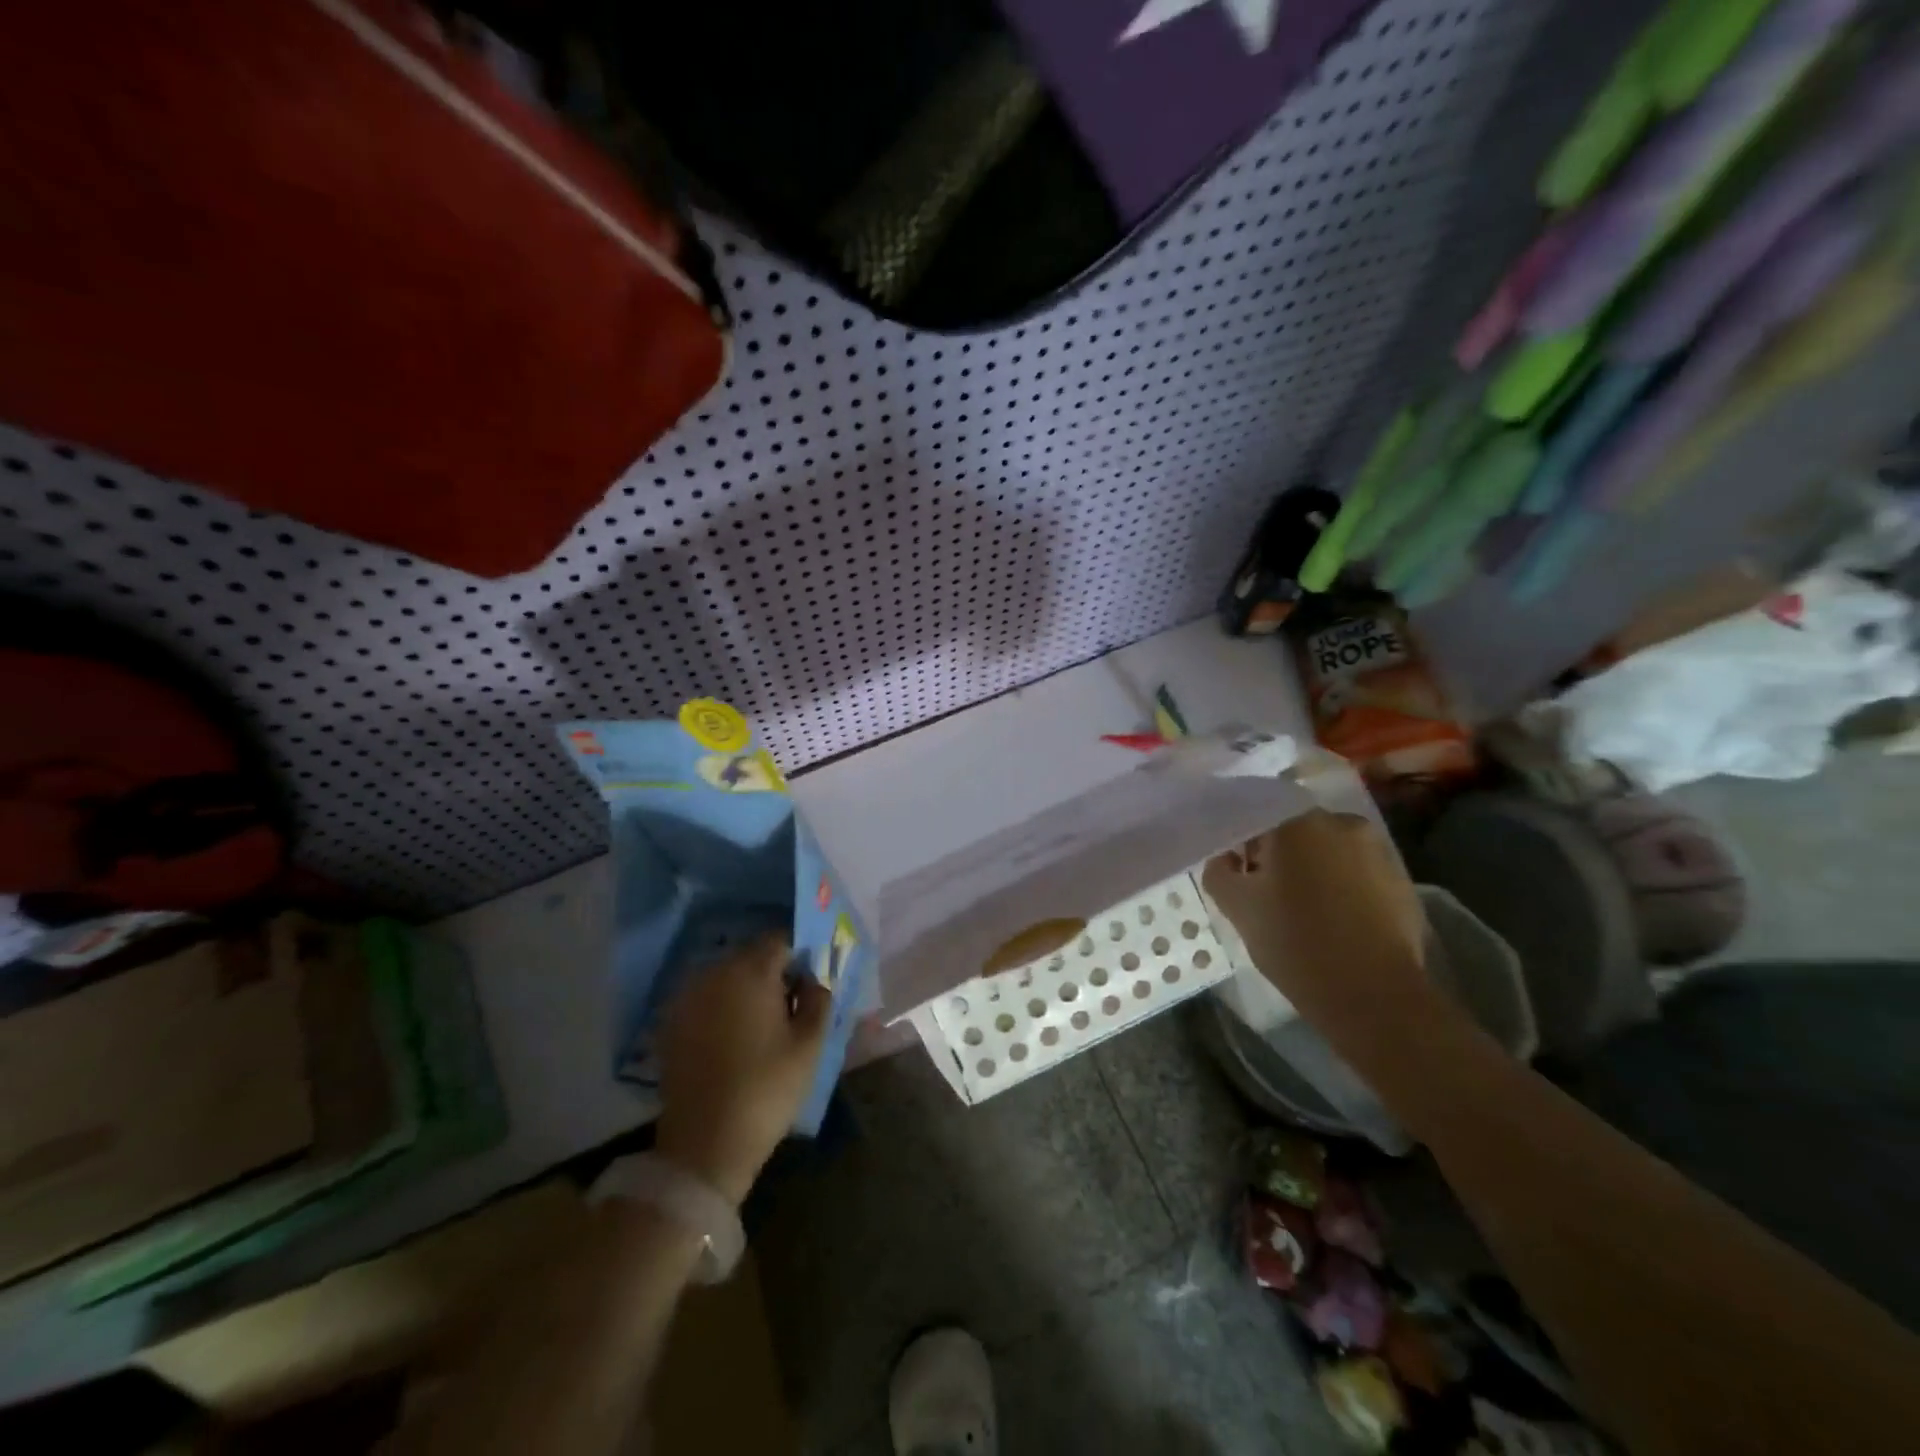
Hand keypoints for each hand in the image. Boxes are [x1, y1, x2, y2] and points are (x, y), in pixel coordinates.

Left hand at [655, 934, 829, 1204]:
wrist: (705, 1145)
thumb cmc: (767, 1088)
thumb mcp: (810, 1045)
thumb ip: (819, 1000)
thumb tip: (814, 980)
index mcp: (751, 971)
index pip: (780, 940)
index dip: (800, 957)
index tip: (810, 984)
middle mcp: (714, 974)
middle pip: (750, 955)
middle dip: (772, 972)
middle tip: (790, 1006)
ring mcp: (687, 998)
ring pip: (725, 977)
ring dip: (745, 989)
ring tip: (761, 1024)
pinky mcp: (670, 1024)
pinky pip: (705, 1000)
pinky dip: (721, 1007)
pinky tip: (732, 1039)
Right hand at [1201, 811, 1426, 1022]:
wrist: (1374, 997)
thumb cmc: (1296, 943)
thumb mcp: (1237, 907)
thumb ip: (1219, 871)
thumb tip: (1229, 859)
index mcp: (1297, 821)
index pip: (1256, 813)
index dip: (1240, 841)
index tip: (1236, 871)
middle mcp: (1342, 823)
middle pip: (1294, 829)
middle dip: (1276, 853)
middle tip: (1264, 892)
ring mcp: (1377, 851)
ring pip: (1327, 850)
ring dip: (1310, 868)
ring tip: (1300, 909)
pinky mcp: (1401, 881)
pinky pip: (1356, 872)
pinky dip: (1339, 886)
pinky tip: (1332, 921)